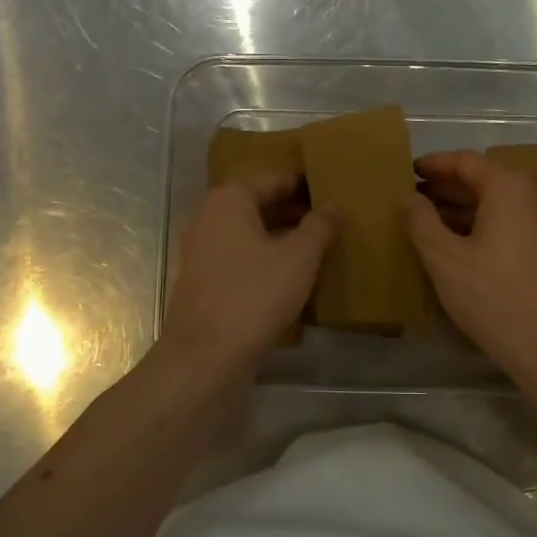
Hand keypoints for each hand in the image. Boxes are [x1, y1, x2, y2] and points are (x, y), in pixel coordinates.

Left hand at [163, 172, 333, 369]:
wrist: (206, 356)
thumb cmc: (254, 294)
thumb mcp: (299, 257)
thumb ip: (318, 227)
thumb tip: (332, 207)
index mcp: (229, 200)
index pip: (274, 180)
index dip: (305, 184)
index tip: (333, 188)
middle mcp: (209, 219)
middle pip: (260, 206)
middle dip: (295, 212)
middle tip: (333, 220)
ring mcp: (203, 253)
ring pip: (251, 236)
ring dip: (282, 239)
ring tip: (320, 247)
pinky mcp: (205, 284)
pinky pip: (242, 261)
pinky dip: (267, 262)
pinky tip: (294, 277)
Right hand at [405, 150, 536, 379]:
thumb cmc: (492, 296)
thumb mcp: (444, 258)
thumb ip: (421, 221)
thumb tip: (408, 198)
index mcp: (510, 188)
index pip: (466, 162)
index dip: (435, 165)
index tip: (409, 171)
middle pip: (486, 180)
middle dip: (449, 188)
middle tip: (416, 198)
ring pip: (501, 204)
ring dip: (466, 208)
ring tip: (432, 221)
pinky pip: (515, 223)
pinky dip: (487, 225)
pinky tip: (463, 245)